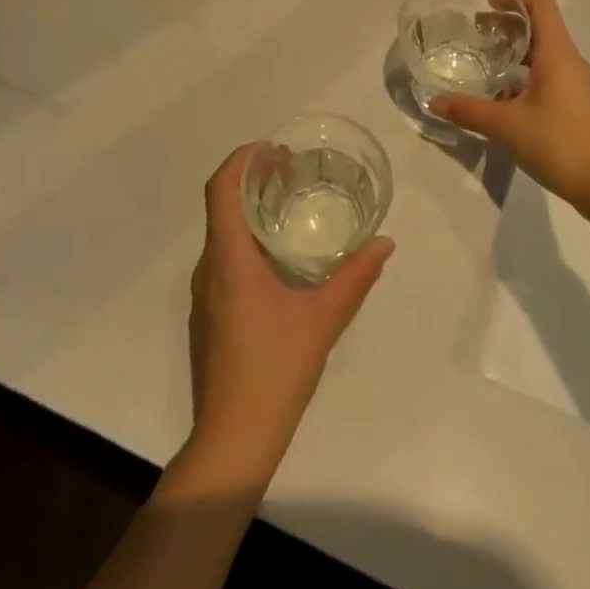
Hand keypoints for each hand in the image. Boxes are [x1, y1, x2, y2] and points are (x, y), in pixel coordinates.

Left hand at [187, 147, 394, 476]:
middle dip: (251, 178)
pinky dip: (245, 238)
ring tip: (287, 204)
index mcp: (229, 259)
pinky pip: (222, 258)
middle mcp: (208, 269)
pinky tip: (277, 257)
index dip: (242, 159)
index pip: (221, 188)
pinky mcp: (208, 316)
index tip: (274, 149)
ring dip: (248, 209)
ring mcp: (204, 295)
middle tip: (290, 169)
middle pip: (220, 205)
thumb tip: (385, 243)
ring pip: (220, 233)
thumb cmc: (275, 370)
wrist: (232, 439)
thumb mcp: (324, 319)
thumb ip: (356, 277)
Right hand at [431, 0, 589, 215]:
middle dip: (509, 23)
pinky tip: (503, 95)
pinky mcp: (576, 102)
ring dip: (516, 48)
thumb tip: (434, 102)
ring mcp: (576, 82)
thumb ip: (469, 111)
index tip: (487, 3)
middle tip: (478, 30)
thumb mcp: (507, 126)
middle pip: (541, 26)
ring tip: (486, 59)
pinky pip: (549, 73)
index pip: (541, 5)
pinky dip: (525, 72)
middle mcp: (569, 60)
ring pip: (544, 51)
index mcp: (557, 54)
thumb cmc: (559, 143)